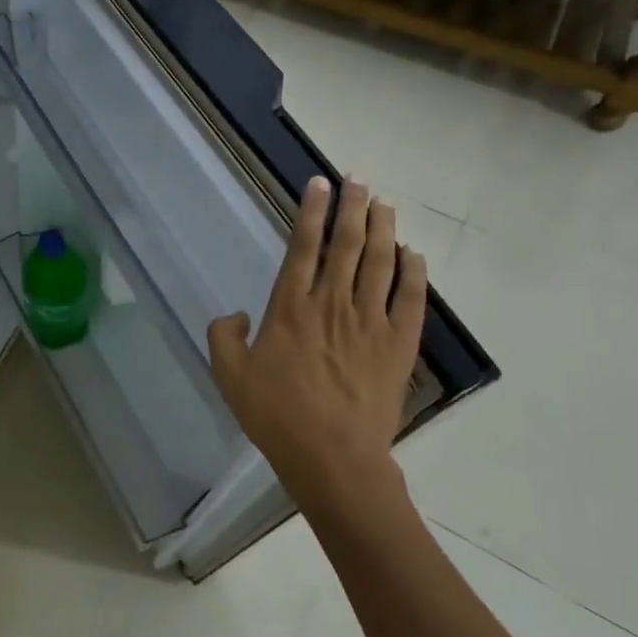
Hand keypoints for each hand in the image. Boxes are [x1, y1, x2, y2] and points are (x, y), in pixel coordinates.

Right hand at [207, 178, 426, 528]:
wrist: (333, 457)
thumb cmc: (276, 415)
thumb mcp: (229, 375)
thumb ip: (223, 336)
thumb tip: (235, 314)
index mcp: (290, 307)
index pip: (303, 246)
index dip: (311, 212)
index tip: (319, 184)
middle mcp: (332, 304)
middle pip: (346, 244)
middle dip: (352, 207)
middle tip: (358, 179)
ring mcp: (370, 322)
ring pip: (380, 263)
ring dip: (383, 229)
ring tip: (383, 203)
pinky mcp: (398, 345)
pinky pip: (410, 299)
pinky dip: (413, 272)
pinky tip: (413, 254)